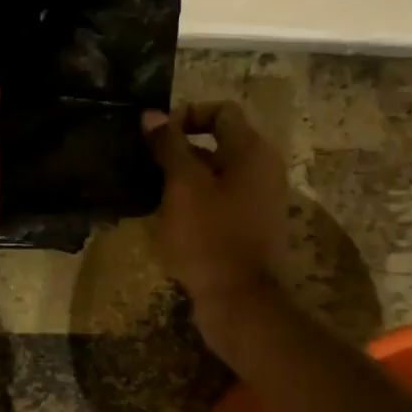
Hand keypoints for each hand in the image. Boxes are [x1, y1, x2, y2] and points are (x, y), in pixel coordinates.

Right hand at [143, 101, 288, 331]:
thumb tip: (153, 115)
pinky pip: (222, 199)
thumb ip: (169, 146)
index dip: (187, 115)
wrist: (240, 299)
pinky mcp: (251, 226)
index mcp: (252, 151)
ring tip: (153, 191)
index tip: (157, 137)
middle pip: (220, 141)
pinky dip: (197, 200)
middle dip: (182, 148)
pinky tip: (171, 217)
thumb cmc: (209, 235)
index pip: (221, 111)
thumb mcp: (182, 186)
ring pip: (218, 173)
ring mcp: (260, 200)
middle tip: (149, 164)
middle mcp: (263, 169)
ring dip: (186, 176)